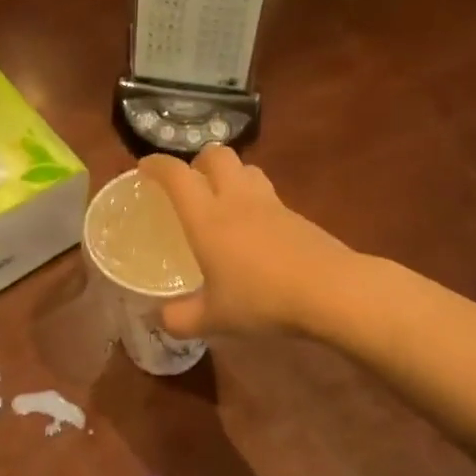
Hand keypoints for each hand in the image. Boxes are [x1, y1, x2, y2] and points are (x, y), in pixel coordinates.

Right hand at [138, 146, 352, 337]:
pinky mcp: (296, 215)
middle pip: (216, 155)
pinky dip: (253, 199)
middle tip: (189, 183)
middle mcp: (236, 200)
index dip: (157, 165)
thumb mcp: (213, 318)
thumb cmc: (262, 299)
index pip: (177, 175)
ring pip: (246, 169)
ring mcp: (271, 204)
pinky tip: (253, 229)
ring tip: (221, 200)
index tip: (144, 168)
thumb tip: (160, 319)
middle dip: (198, 161)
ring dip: (229, 175)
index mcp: (207, 218)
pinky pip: (268, 194)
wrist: (331, 291)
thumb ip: (180, 319)